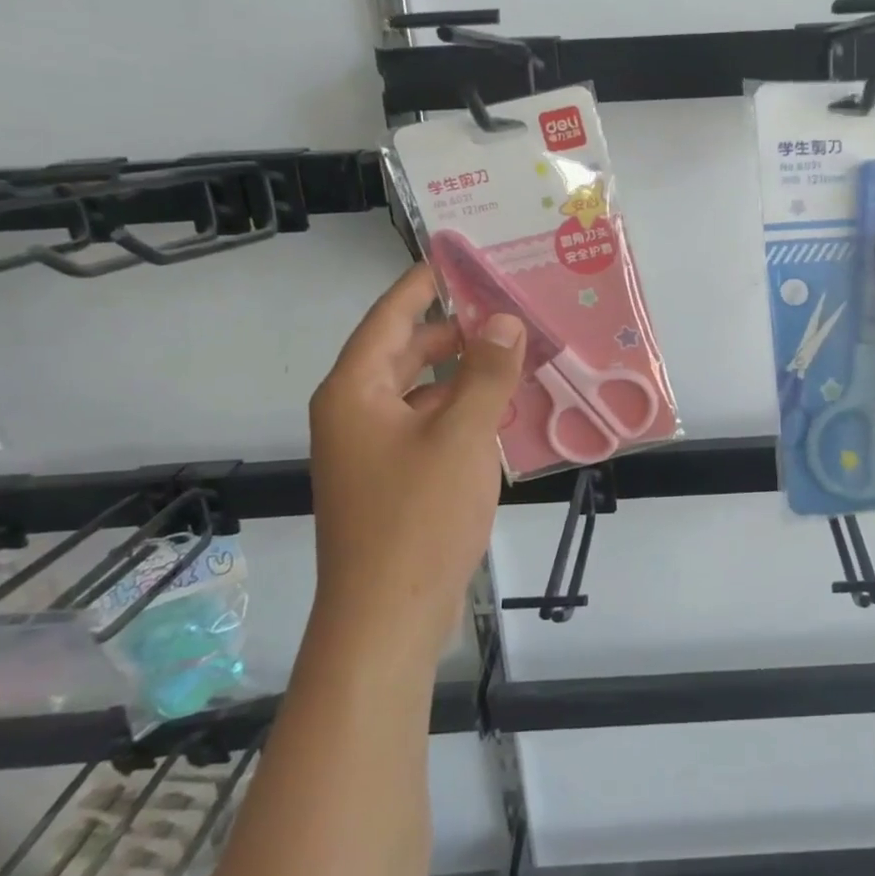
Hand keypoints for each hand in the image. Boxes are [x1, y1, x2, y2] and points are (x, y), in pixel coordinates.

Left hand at [308, 264, 525, 656]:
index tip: (458, 256)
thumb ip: (487, 374)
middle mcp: (357, 413)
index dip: (423, 283)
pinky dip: (464, 413)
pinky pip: (431, 427)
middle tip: (509, 306)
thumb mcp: (461, 436)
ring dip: (467, 375)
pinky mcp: (395, 481)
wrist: (387, 618)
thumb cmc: (417, 518)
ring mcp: (375, 450)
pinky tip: (506, 412)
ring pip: (424, 393)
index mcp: (356, 391)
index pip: (390, 317)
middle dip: (457, 330)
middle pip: (407, 353)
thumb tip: (505, 321)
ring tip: (518, 354)